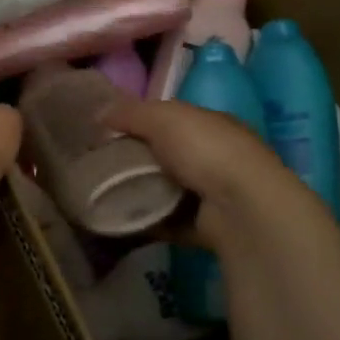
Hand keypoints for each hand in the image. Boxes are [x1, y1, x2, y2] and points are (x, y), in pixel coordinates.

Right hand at [102, 96, 320, 256]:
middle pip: (167, 156)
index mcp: (211, 125)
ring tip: (106, 196)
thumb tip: (99, 113)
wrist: (240, 207)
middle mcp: (215, 157)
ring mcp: (213, 194)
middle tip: (101, 167)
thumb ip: (131, 113)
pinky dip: (148, 222)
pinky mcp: (206, 227)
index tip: (108, 134)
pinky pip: (169, 223)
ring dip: (142, 193)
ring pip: (168, 190)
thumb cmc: (205, 150)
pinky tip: (122, 222)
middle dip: (138, 161)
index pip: (172, 120)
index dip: (141, 123)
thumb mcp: (163, 118)